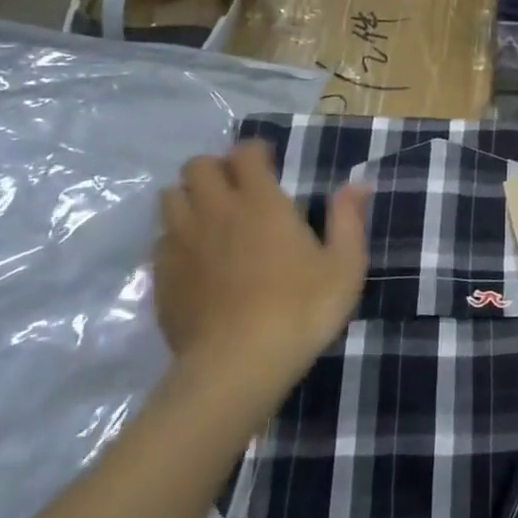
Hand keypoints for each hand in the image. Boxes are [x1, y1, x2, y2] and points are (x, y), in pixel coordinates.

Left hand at [154, 142, 369, 398]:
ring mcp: (181, 243)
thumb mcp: (345, 265)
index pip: (245, 153)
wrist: (237, 365)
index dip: (255, 151)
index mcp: (260, 202)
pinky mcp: (161, 276)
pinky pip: (160, 239)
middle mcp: (215, 211)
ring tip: (211, 217)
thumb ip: (349, 219)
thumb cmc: (301, 309)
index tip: (269, 163)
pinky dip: (175, 237)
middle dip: (216, 168)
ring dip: (190, 197)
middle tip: (237, 189)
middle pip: (198, 166)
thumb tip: (357, 184)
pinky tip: (194, 258)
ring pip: (170, 197)